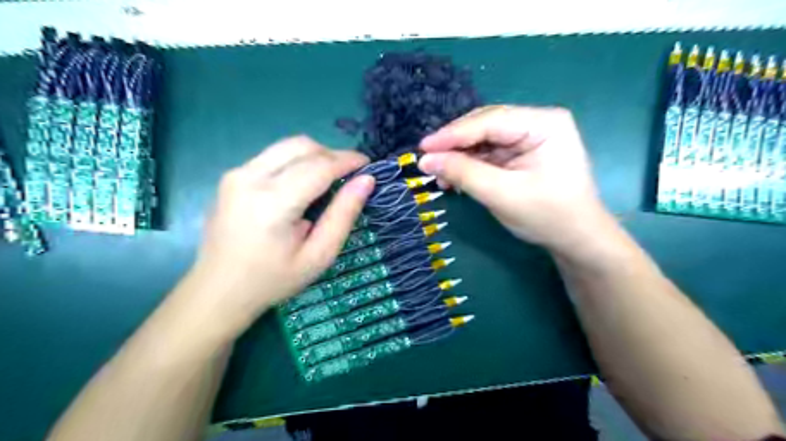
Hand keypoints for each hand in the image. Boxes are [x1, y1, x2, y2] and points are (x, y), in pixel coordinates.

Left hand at [188, 135, 375, 332]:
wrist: (219, 290)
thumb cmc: (274, 279)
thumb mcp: (319, 255)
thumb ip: (343, 215)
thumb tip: (366, 181)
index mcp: (273, 203)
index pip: (319, 166)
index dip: (348, 160)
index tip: (368, 164)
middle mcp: (250, 178)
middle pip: (302, 146)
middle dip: (332, 154)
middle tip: (349, 175)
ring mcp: (236, 174)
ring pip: (286, 146)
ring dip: (314, 155)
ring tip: (329, 179)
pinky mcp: (231, 176)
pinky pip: (272, 156)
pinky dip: (295, 162)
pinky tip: (302, 185)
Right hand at [420, 105, 609, 254]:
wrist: (576, 239)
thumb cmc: (547, 216)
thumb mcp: (502, 194)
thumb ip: (463, 173)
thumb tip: (426, 160)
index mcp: (544, 123)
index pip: (490, 121)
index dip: (453, 134)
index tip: (423, 148)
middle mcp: (537, 123)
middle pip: (485, 126)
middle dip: (455, 146)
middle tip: (428, 162)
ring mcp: (529, 138)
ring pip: (483, 140)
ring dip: (460, 158)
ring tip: (440, 177)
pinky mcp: (521, 153)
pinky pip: (488, 154)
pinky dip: (470, 166)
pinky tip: (455, 179)